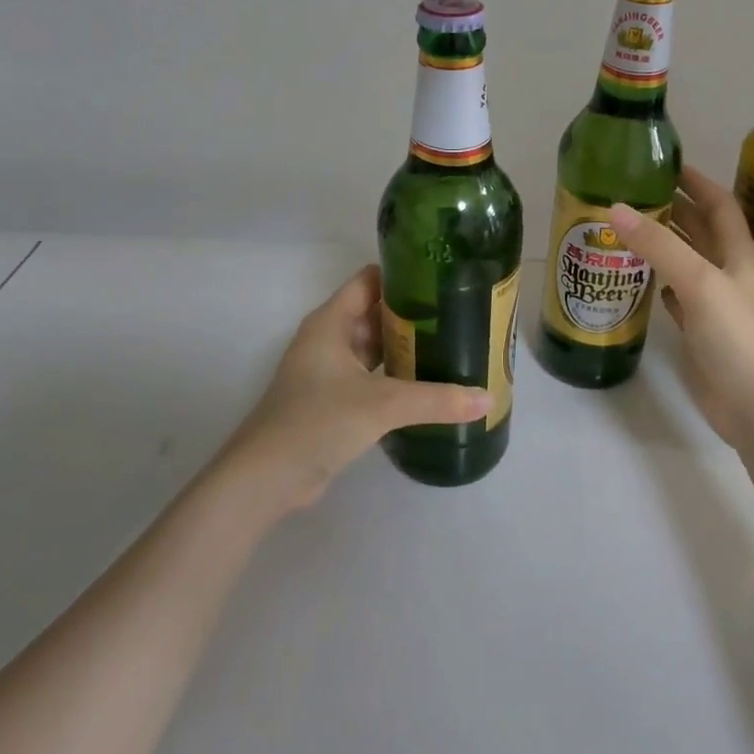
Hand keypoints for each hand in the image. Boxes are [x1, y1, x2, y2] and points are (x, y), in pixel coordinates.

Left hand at [218, 265, 491, 511]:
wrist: (266, 478)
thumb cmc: (318, 421)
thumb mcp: (382, 405)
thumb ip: (436, 399)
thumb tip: (487, 398)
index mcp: (331, 322)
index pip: (370, 280)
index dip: (404, 275)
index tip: (444, 279)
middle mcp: (328, 339)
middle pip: (376, 313)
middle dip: (414, 314)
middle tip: (460, 315)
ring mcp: (328, 371)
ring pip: (374, 347)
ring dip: (406, 347)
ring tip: (452, 346)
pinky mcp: (332, 401)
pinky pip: (371, 377)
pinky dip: (395, 377)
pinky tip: (427, 384)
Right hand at [611, 168, 753, 447]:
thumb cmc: (738, 338)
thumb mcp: (700, 282)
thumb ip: (660, 246)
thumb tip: (615, 208)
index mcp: (737, 254)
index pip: (718, 203)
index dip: (696, 180)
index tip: (663, 163)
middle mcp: (727, 273)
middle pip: (700, 229)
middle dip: (671, 208)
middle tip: (629, 193)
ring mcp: (713, 304)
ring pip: (685, 262)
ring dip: (661, 244)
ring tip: (622, 228)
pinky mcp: (699, 331)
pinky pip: (676, 296)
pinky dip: (658, 282)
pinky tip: (637, 277)